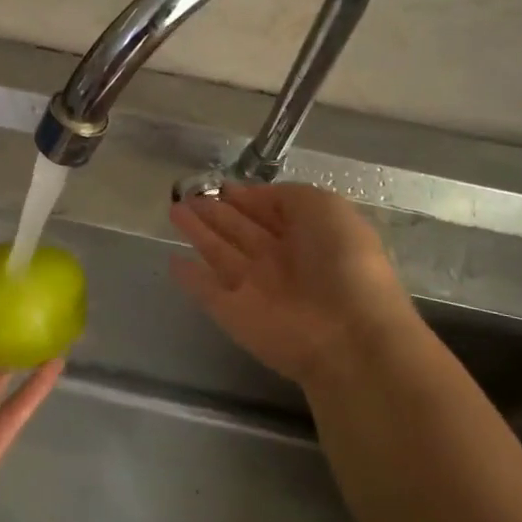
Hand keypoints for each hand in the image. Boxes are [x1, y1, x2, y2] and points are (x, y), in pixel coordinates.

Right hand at [169, 182, 419, 390]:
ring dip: (198, 233)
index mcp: (308, 235)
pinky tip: (173, 260)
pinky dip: (190, 278)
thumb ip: (288, 196)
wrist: (348, 336)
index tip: (220, 185)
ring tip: (174, 210)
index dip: (247, 197)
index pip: (271, 211)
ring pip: (220, 254)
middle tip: (188, 195)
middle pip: (241, 230)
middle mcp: (281, 261)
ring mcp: (255, 289)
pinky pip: (207, 292)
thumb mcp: (325, 208)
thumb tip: (251, 195)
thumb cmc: (343, 262)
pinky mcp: (233, 314)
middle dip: (216, 212)